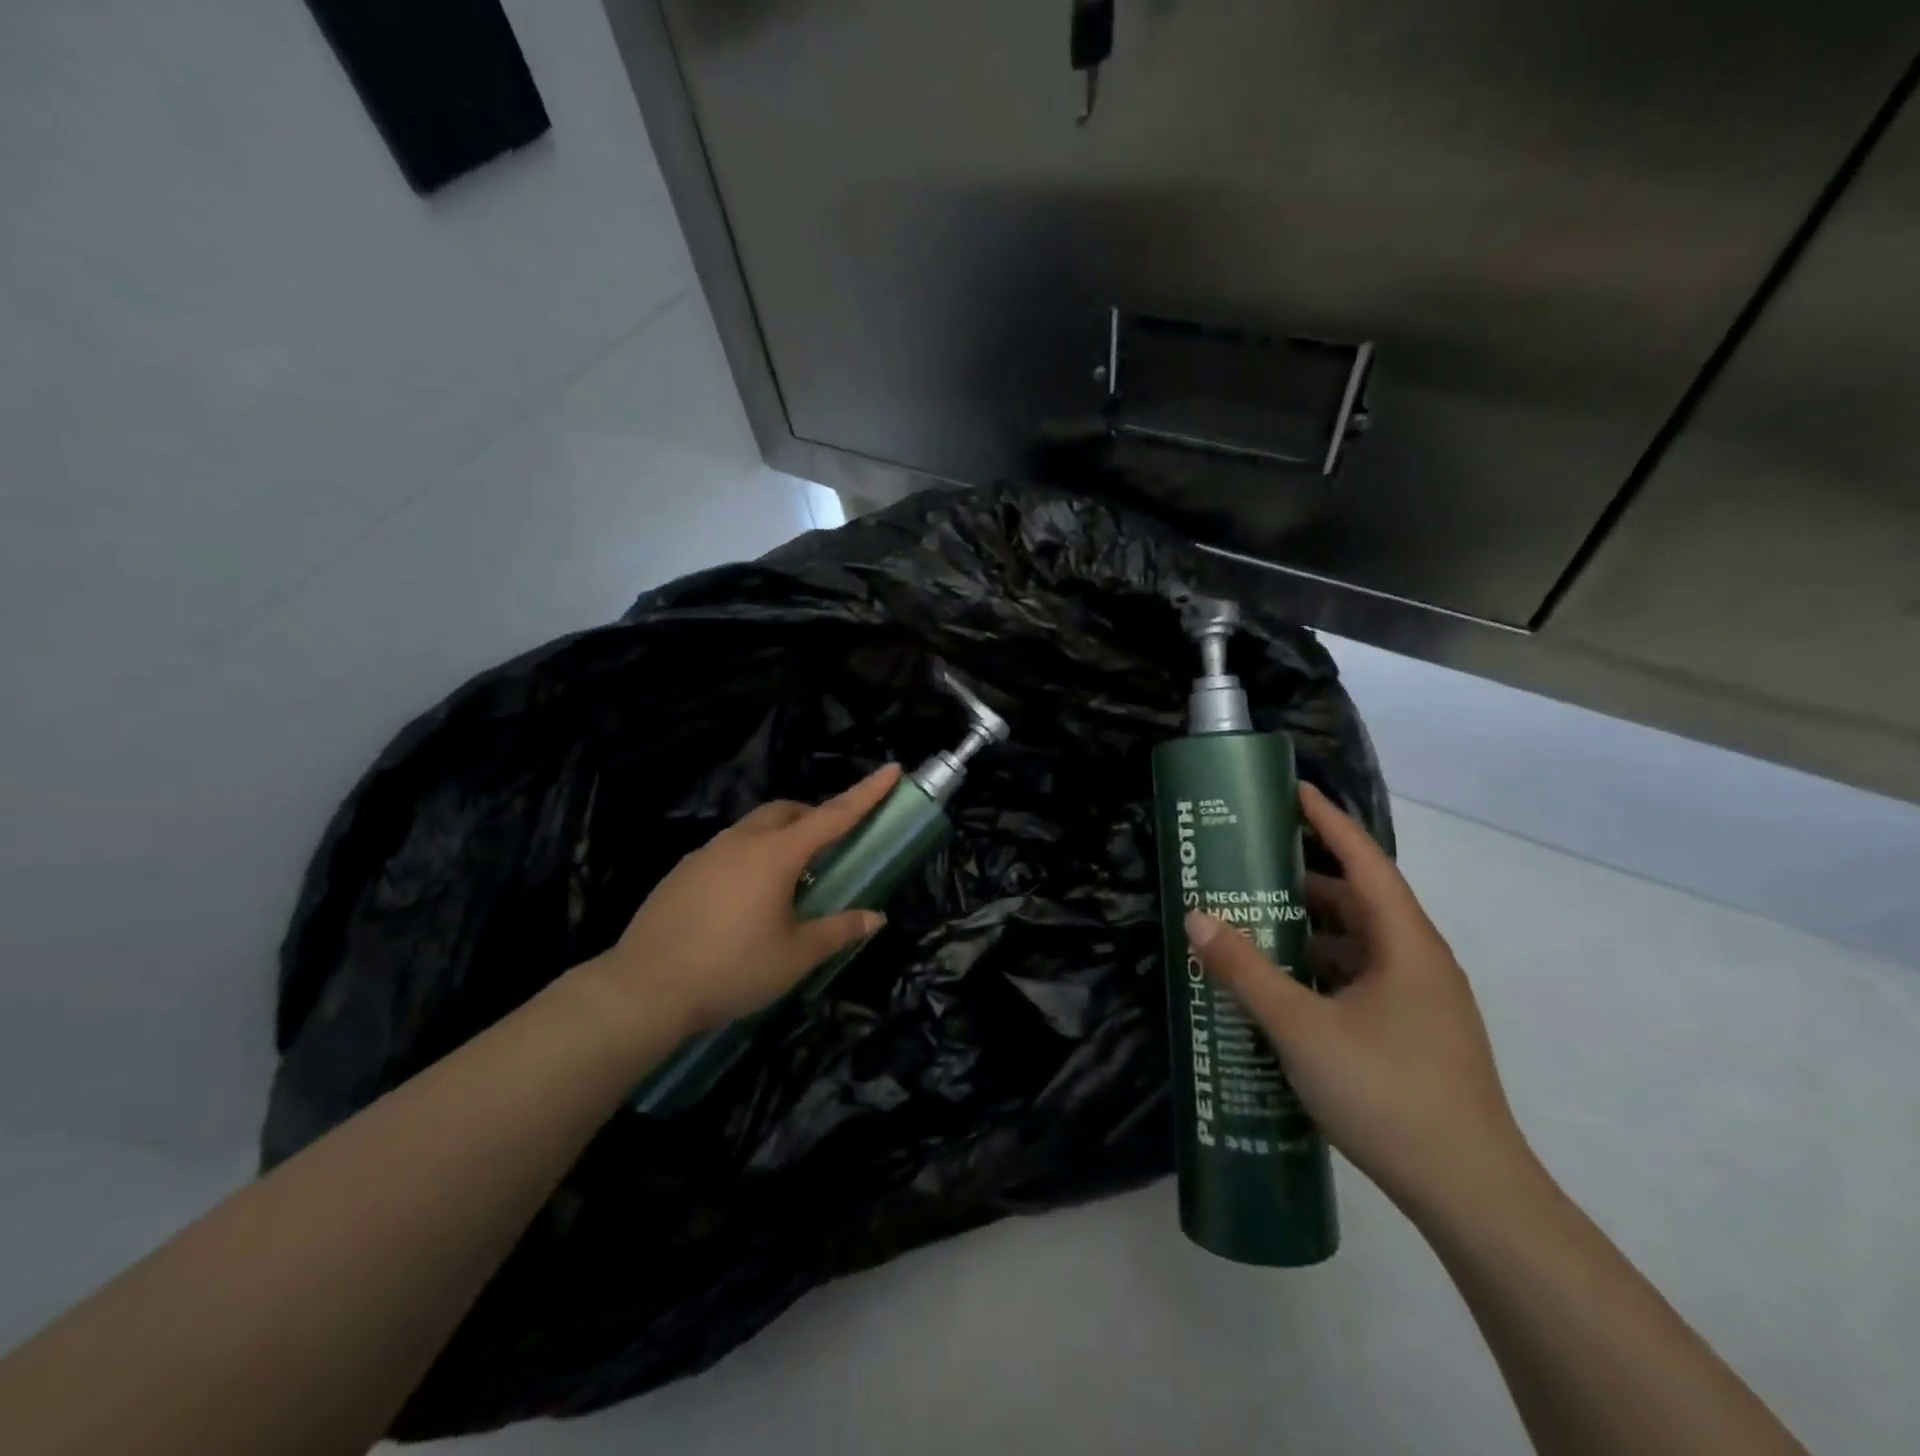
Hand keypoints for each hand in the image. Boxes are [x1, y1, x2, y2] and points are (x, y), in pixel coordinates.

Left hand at [584, 765, 902, 1036]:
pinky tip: (746, 899)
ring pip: (755, 827)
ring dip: (781, 837)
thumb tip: (875, 917)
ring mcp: (707, 853)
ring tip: (790, 880)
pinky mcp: (683, 872)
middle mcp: (742, 841)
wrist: (643, 990)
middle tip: (831, 847)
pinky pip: (729, 849)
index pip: (833, 815)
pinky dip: (751, 856)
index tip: (891, 769)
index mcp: (776, 854)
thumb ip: (838, 930)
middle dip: (815, 816)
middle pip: (787, 811)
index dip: (866, 793)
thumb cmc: (731, 969)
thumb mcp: (795, 956)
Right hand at [1186, 782, 1533, 1220]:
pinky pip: (1357, 980)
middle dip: (1304, 878)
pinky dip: (1318, 968)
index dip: (1328, 821)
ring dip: (1308, 929)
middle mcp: (1417, 962)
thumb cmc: (1388, 1093)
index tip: (1291, 790)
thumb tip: (1197, 917)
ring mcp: (1418, 1002)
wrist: (1472, 1196)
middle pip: (1358, 901)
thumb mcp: (1301, 1027)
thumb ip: (1246, 970)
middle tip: (1249, 863)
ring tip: (1253, 920)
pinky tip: (1281, 985)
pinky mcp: (1410, 1035)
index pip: (1364, 861)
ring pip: (1356, 945)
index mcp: (1405, 944)